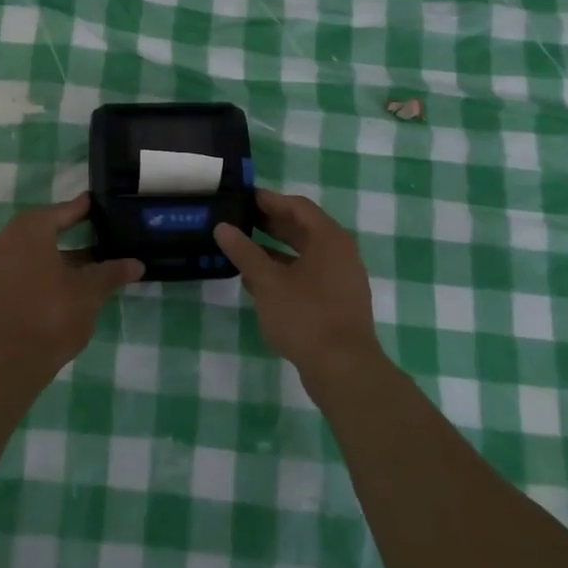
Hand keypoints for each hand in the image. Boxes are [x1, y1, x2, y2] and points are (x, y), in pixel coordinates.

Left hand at [0, 194, 142, 388]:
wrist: (3, 365)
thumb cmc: (50, 318)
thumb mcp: (89, 294)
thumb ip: (111, 273)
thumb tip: (136, 263)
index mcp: (29, 230)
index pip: (62, 211)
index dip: (82, 209)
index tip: (96, 204)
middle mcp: (5, 239)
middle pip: (42, 229)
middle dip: (68, 231)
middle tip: (93, 233)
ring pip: (29, 250)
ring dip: (54, 254)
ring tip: (83, 264)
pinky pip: (17, 268)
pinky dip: (38, 270)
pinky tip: (58, 286)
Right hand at [215, 190, 381, 380]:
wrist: (344, 370)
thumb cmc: (305, 316)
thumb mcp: (267, 282)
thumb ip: (244, 252)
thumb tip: (223, 227)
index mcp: (329, 239)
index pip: (297, 206)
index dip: (269, 200)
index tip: (243, 198)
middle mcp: (340, 253)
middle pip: (302, 229)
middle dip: (270, 224)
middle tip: (238, 220)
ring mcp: (341, 279)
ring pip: (304, 255)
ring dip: (274, 251)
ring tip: (241, 250)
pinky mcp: (337, 302)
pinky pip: (308, 276)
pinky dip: (284, 272)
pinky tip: (257, 282)